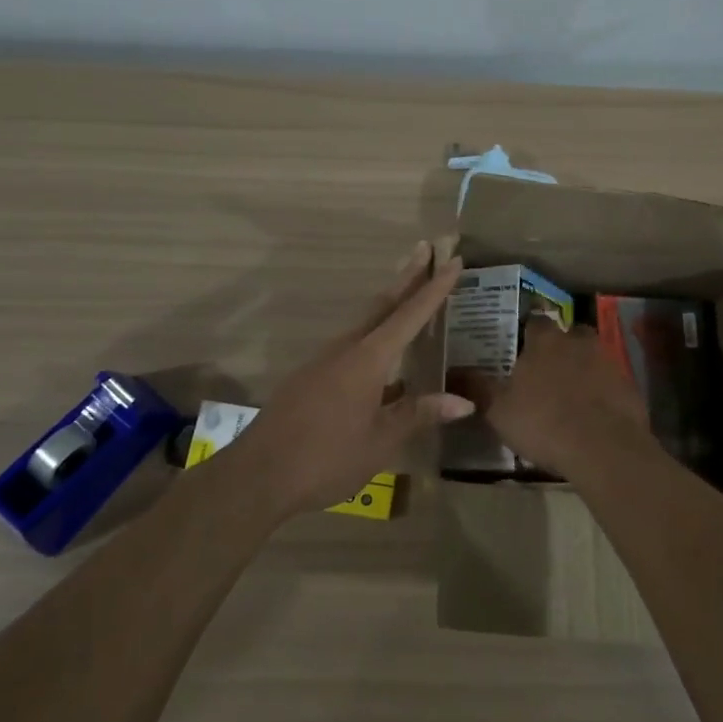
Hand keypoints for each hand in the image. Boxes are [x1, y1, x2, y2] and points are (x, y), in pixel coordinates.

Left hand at [238, 241, 470, 514]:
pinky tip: (382, 354)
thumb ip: (419, 414)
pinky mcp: (312, 376)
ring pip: (365, 321)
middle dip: (407, 276)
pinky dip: (374, 332)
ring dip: (390, 302)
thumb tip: (464, 400)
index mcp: (368, 359)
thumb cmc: (326, 458)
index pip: (410, 315)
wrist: (259, 474)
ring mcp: (324, 360)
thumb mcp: (381, 441)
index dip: (434, 288)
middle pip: (383, 304)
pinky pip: (351, 343)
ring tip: (410, 289)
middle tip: (426, 248)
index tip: (452, 260)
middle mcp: (346, 348)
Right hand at [452, 318, 657, 481]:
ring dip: (584, 368)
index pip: (535, 321)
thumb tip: (452, 372)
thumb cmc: (544, 422)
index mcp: (545, 341)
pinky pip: (612, 383)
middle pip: (570, 333)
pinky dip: (603, 393)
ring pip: (593, 356)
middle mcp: (578, 342)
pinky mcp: (630, 388)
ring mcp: (609, 362)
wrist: (604, 448)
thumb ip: (477, 389)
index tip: (521, 345)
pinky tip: (594, 414)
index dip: (528, 332)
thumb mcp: (499, 410)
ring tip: (571, 393)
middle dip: (561, 345)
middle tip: (548, 368)